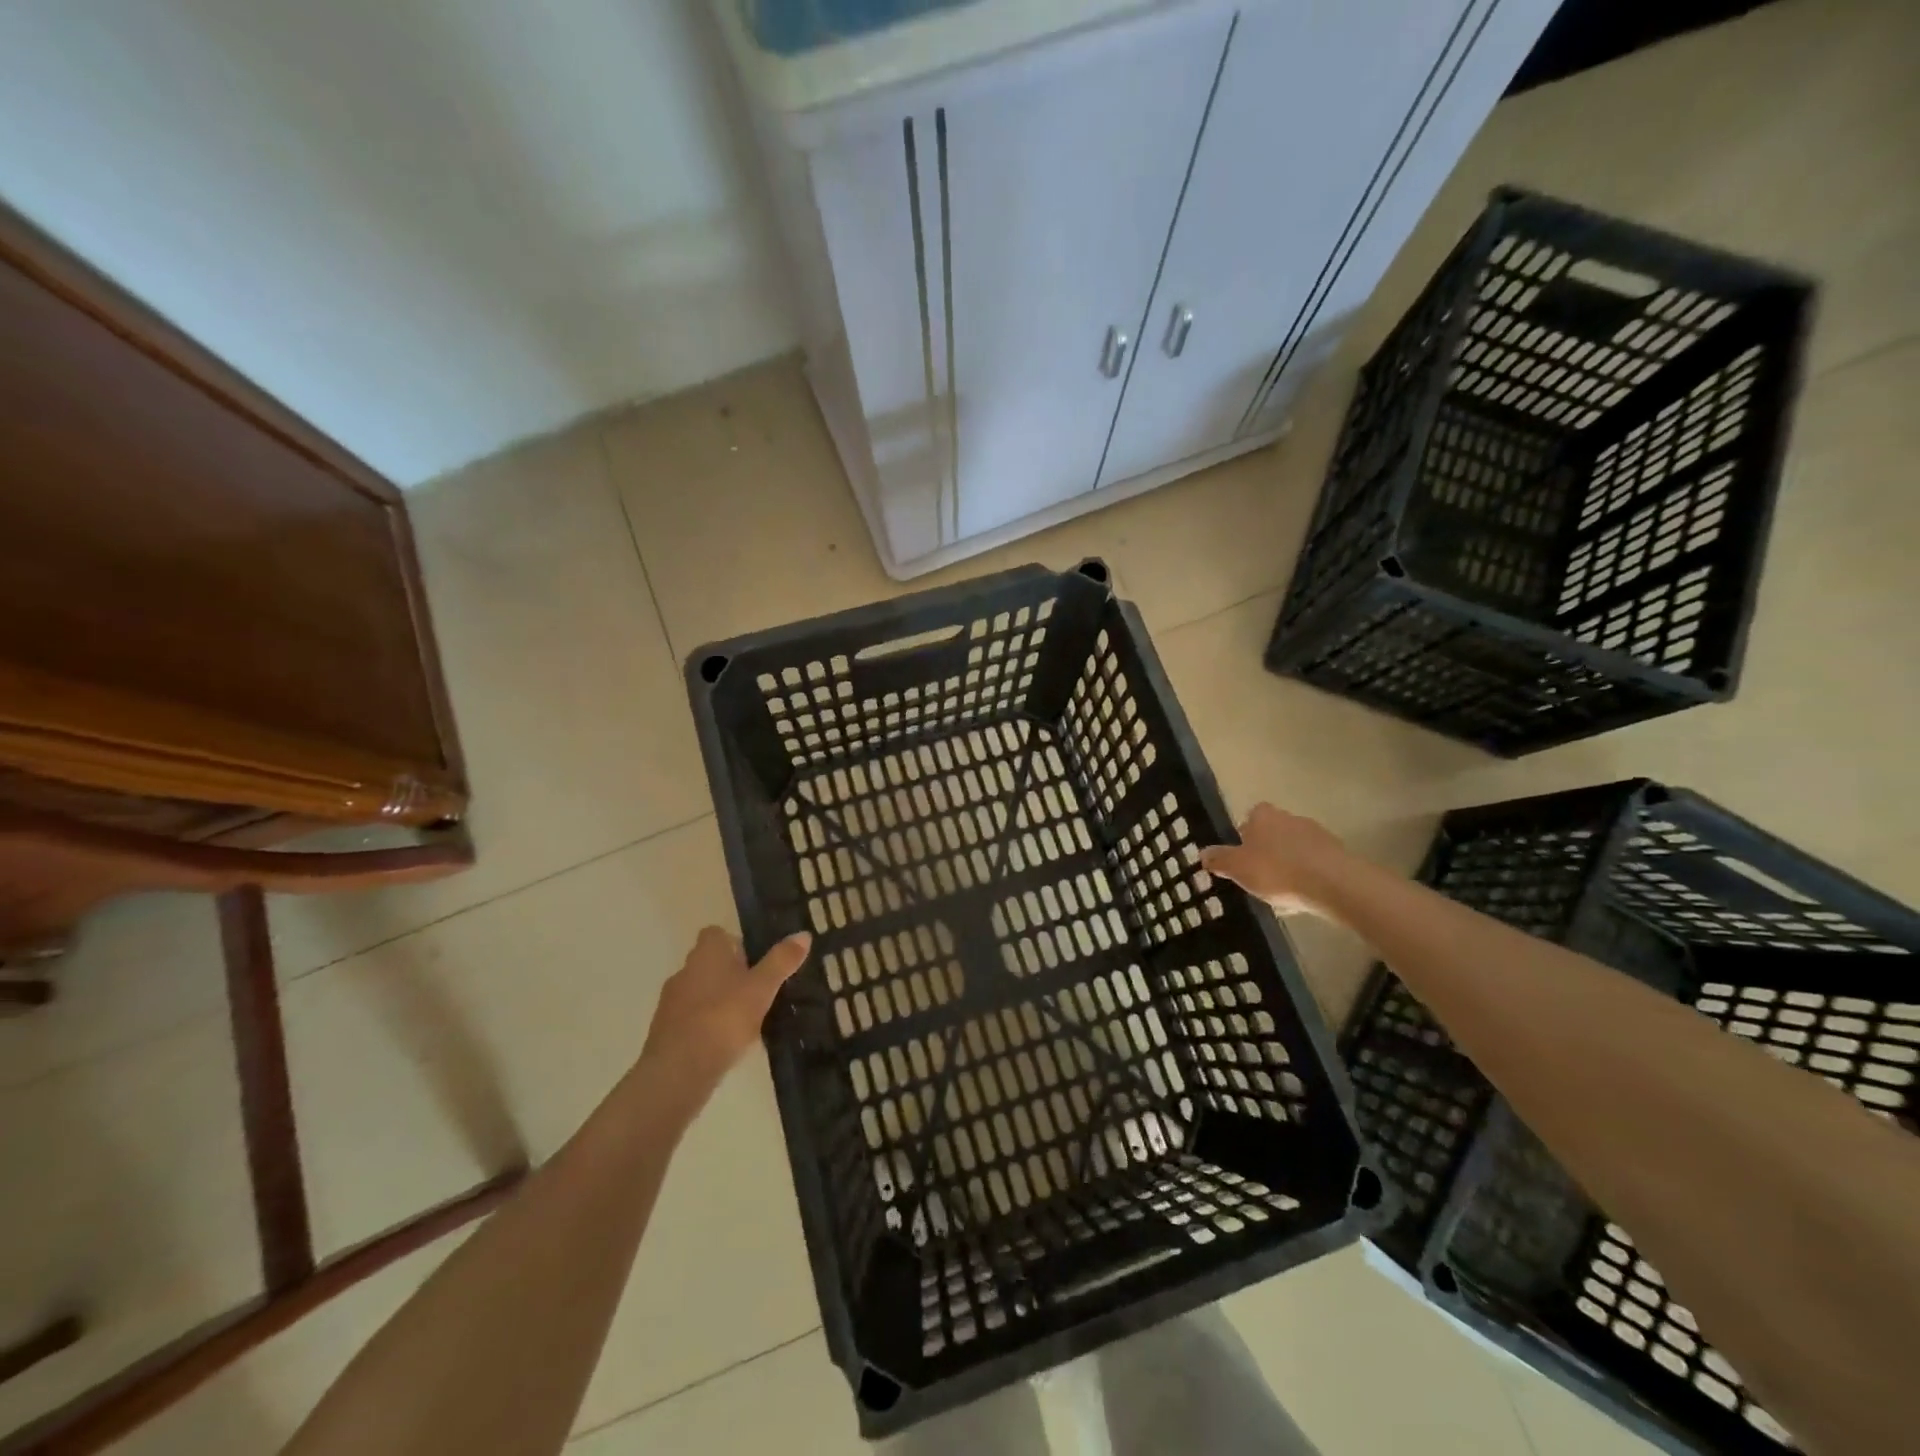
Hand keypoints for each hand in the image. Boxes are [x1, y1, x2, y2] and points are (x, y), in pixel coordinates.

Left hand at [639, 927, 811, 1105]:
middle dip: (730, 974)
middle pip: (709, 963)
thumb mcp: (762, 988)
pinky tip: (726, 1044)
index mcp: (706, 953)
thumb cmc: (723, 1018)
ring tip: (746, 1020)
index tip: (755, 959)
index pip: (716, 933)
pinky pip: (691, 1019)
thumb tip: (803, 934)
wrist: (678, 1070)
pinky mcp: (665, 1032)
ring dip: (718, 1000)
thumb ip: (781, 961)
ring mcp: (671, 1002)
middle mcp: (685, 970)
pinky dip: (707, 1025)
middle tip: (758, 990)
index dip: (735, 942)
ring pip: (700, 992)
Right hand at [1200, 803, 1352, 919]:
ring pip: (1294, 848)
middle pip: (1272, 832)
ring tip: (1281, 891)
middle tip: (1258, 876)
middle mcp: (1289, 818)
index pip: (1250, 817)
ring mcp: (1316, 834)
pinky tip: (1303, 896)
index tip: (1241, 857)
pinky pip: (1314, 863)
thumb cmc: (1277, 870)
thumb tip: (1202, 853)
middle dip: (1266, 851)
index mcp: (1263, 816)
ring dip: (1287, 864)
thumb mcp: (1238, 868)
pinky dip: (1307, 876)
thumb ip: (1219, 859)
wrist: (1333, 884)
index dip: (1244, 835)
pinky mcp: (1337, 854)